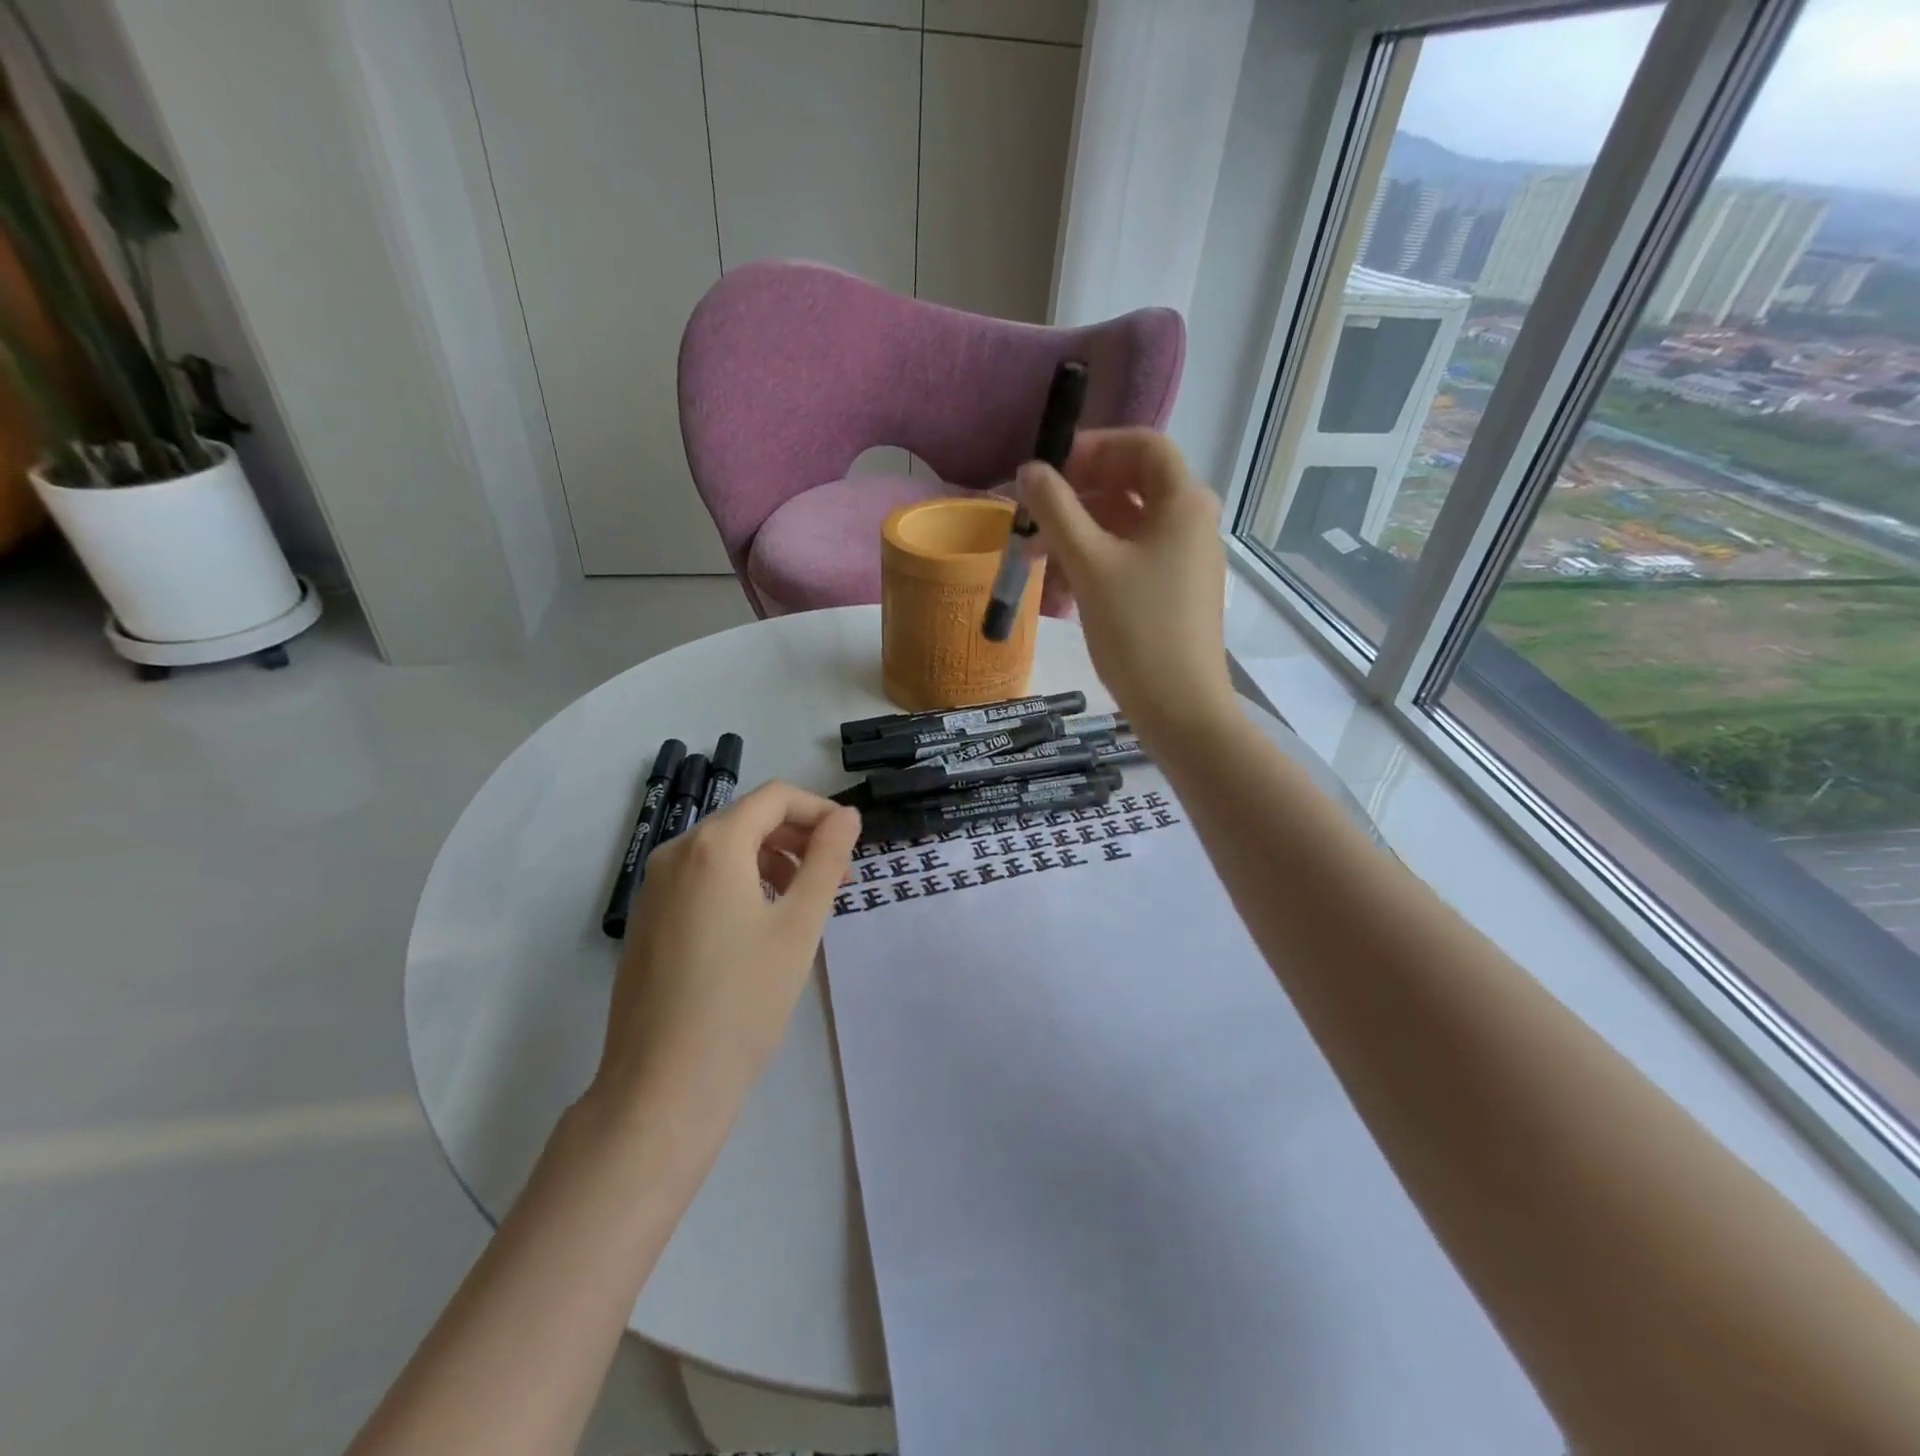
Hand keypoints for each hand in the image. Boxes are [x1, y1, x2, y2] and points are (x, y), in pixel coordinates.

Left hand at [589, 783, 861, 1140]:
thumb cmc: (744, 999)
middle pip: (748, 819)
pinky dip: (740, 882)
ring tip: (803, 902)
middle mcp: (676, 853)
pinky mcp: (647, 919)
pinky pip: (701, 878)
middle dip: (798, 838)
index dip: (819, 811)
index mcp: (713, 845)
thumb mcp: (800, 924)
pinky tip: (760, 925)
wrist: (664, 1085)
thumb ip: (827, 859)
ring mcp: (654, 887)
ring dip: (771, 860)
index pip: (775, 797)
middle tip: (836, 878)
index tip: (850, 844)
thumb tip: (846, 815)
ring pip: (724, 849)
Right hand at [1021, 428, 1233, 741]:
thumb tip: (1029, 470)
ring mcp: (1183, 559)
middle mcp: (1190, 522)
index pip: (1140, 446)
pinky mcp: (1171, 591)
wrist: (1179, 708)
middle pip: (1129, 486)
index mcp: (1183, 502)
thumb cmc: (1137, 629)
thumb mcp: (1090, 564)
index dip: (1092, 449)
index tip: (1048, 471)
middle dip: (1076, 497)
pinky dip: (1094, 562)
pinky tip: (1058, 587)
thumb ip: (1056, 510)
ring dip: (1077, 533)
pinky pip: (1129, 559)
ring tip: (1033, 556)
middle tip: (1031, 514)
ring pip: (1124, 526)